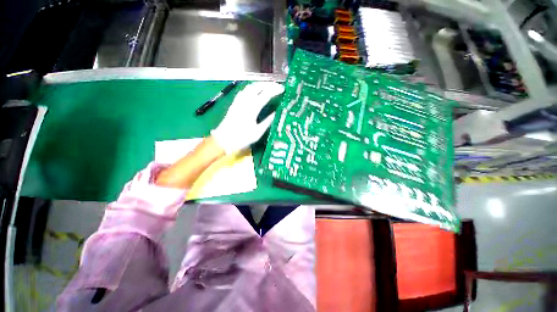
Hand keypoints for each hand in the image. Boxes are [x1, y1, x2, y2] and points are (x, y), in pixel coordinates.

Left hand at [211, 82, 284, 153]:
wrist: (224, 140)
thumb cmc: (242, 138)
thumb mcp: (258, 132)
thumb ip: (267, 122)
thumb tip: (276, 113)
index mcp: (252, 109)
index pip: (266, 94)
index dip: (275, 90)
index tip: (283, 89)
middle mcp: (245, 101)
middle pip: (258, 87)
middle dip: (269, 84)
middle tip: (277, 86)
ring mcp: (238, 101)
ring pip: (250, 87)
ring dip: (260, 84)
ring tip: (268, 86)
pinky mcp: (234, 103)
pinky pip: (244, 90)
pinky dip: (252, 87)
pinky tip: (255, 90)